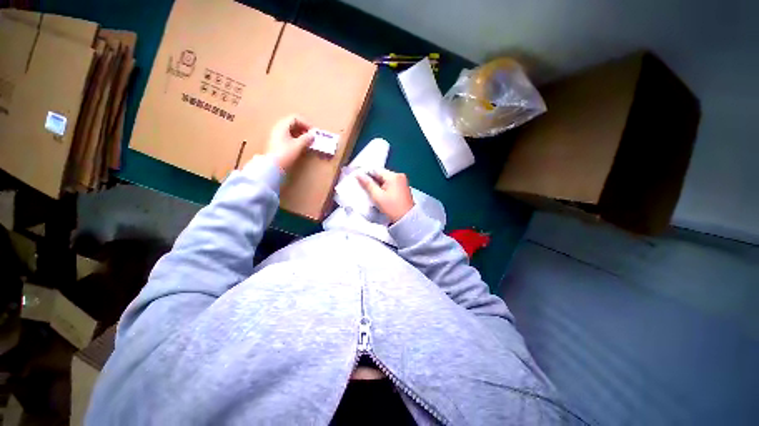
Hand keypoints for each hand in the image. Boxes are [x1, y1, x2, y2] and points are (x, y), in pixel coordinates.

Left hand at [264, 115, 314, 171]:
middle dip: (303, 128)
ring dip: (301, 134)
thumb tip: (312, 135)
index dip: (306, 123)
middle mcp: (278, 128)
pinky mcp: (277, 143)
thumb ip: (306, 138)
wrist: (272, 166)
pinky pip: (288, 136)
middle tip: (311, 135)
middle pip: (292, 123)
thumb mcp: (298, 145)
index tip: (313, 131)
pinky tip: (301, 145)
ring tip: (308, 141)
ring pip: (291, 130)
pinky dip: (296, 138)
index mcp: (282, 126)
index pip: (295, 118)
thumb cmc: (285, 154)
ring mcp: (277, 136)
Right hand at [357, 169, 414, 222]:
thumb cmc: (392, 208)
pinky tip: (380, 195)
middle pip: (381, 175)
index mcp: (394, 176)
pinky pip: (391, 184)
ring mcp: (402, 182)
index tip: (359, 181)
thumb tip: (358, 174)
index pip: (376, 170)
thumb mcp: (377, 196)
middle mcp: (400, 176)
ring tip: (372, 193)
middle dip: (373, 181)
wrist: (406, 220)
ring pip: (385, 180)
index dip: (366, 175)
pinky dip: (384, 188)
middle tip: (365, 189)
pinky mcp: (403, 188)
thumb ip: (367, 184)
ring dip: (378, 185)